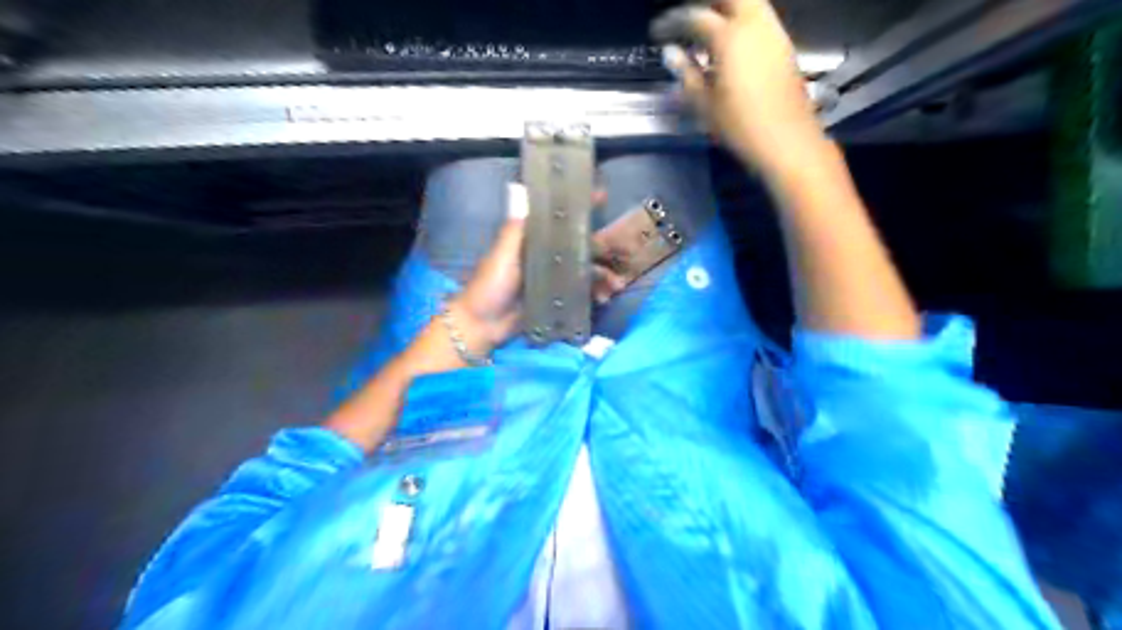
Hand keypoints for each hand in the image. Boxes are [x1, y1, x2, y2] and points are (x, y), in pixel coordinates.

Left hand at [448, 186, 623, 355]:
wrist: (483, 326)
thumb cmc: (489, 286)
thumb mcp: (501, 255)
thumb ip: (515, 230)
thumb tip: (524, 194)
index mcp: (532, 241)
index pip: (559, 219)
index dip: (578, 208)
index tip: (600, 196)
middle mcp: (546, 256)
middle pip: (579, 246)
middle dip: (600, 249)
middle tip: (618, 255)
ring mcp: (553, 279)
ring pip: (584, 270)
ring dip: (601, 275)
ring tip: (614, 285)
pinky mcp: (557, 300)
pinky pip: (580, 293)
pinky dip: (594, 294)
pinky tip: (603, 298)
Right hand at [655, 0, 825, 173]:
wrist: (788, 142)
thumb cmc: (741, 127)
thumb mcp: (706, 105)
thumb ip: (687, 75)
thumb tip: (671, 54)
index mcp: (729, 38)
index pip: (695, 17)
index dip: (673, 23)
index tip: (658, 33)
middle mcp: (754, 26)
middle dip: (707, 4)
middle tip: (687, 21)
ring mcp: (774, 34)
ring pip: (750, 3)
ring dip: (726, 9)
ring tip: (707, 31)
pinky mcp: (785, 47)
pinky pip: (760, 20)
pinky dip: (741, 22)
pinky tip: (730, 46)